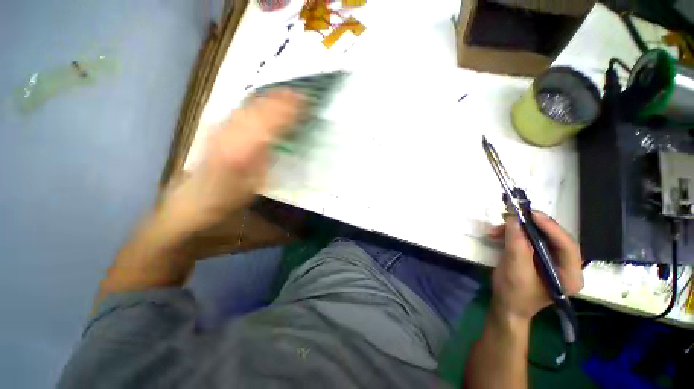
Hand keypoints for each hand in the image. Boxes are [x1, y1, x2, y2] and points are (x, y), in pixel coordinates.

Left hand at [156, 89, 304, 234]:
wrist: (196, 197)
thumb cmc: (231, 196)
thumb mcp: (257, 182)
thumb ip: (269, 157)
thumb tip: (284, 137)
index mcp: (242, 150)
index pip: (271, 123)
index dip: (289, 112)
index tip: (305, 105)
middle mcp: (230, 132)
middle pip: (260, 109)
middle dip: (282, 100)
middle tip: (302, 95)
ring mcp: (221, 126)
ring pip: (250, 105)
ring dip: (271, 97)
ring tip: (288, 92)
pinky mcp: (217, 125)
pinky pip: (242, 108)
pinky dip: (258, 101)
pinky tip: (268, 99)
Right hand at [488, 212, 583, 322]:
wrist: (505, 306)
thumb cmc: (514, 294)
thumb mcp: (515, 269)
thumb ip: (517, 244)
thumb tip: (513, 218)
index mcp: (569, 274)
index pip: (567, 245)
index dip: (550, 228)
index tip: (530, 214)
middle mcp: (565, 265)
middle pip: (553, 238)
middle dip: (530, 226)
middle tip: (512, 216)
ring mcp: (551, 261)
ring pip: (538, 237)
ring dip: (516, 230)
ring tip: (496, 229)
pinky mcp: (537, 257)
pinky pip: (527, 240)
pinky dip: (512, 235)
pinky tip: (496, 235)